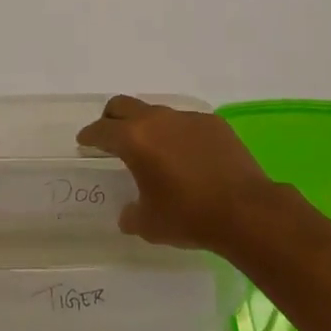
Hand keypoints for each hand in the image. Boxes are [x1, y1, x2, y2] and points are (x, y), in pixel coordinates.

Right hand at [76, 95, 278, 251]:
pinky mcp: (213, 123)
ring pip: (156, 113)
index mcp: (135, 140)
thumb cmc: (189, 216)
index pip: (102, 130)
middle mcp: (157, 120)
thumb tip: (128, 213)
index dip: (89, 135)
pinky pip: (186, 123)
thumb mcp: (149, 224)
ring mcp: (188, 118)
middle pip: (124, 106)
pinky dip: (177, 134)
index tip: (84, 141)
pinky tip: (187, 156)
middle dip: (111, 118)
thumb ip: (131, 214)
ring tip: (152, 149)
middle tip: (109, 135)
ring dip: (147, 126)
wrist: (246, 211)